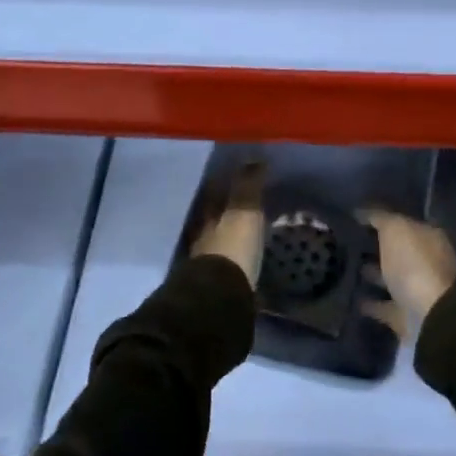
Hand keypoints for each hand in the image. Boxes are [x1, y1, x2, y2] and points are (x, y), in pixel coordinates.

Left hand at [191, 161, 266, 286]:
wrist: (220, 299)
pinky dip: (232, 259)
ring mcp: (205, 264)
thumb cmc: (232, 248)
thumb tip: (254, 156)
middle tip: (238, 203)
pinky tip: (241, 260)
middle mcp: (201, 237)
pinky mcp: (214, 287)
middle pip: (211, 219)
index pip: (213, 195)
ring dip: (225, 236)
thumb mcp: (244, 212)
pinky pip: (223, 265)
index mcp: (207, 217)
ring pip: (214, 242)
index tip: (233, 176)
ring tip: (242, 232)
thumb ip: (248, 186)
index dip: (222, 185)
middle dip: (221, 211)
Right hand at [359, 210, 455, 321]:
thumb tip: (362, 211)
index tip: (357, 220)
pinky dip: (372, 304)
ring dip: (374, 275)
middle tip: (348, 244)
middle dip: (378, 248)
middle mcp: (427, 262)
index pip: (404, 224)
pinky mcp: (407, 317)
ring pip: (393, 279)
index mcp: (429, 238)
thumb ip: (380, 218)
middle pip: (399, 252)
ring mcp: (418, 292)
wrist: (431, 317)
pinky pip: (385, 306)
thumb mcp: (396, 229)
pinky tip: (352, 299)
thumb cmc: (415, 264)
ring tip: (345, 269)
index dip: (383, 220)